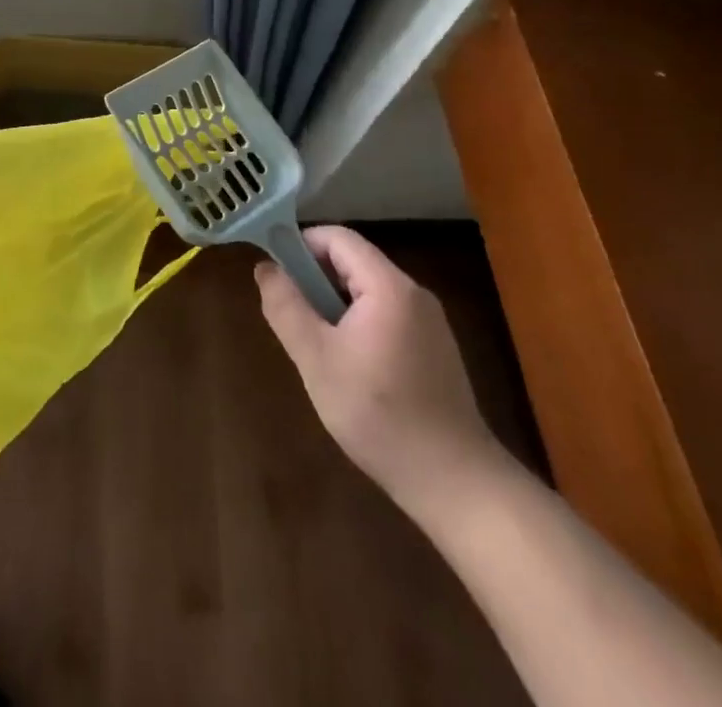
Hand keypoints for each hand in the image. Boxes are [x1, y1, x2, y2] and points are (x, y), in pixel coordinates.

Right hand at [257, 225, 505, 520]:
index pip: (338, 238)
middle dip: (316, 279)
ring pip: (368, 291)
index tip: (276, 272)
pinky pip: (386, 315)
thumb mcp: (316, 359)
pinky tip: (349, 367)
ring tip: (316, 345)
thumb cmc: (379, 415)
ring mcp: (430, 322)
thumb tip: (265, 267)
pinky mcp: (435, 349)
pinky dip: (358, 324)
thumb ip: (286, 307)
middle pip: (354, 262)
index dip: (301, 244)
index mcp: (388, 287)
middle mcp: (414, 293)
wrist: (455, 483)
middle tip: (292, 315)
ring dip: (335, 304)